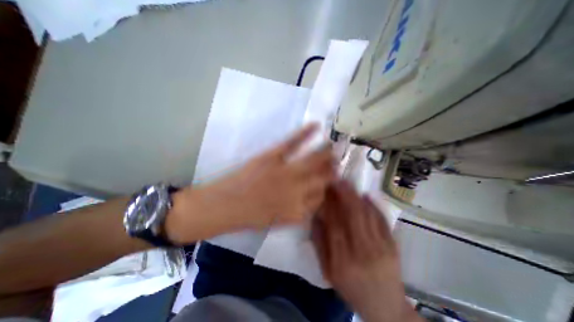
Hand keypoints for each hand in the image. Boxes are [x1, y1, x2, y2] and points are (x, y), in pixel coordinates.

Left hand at [166, 124, 334, 243]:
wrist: (221, 207)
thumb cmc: (247, 217)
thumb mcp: (276, 222)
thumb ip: (296, 212)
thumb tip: (310, 202)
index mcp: (297, 210)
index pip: (321, 198)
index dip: (326, 189)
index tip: (328, 183)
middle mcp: (297, 191)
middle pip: (323, 178)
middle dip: (333, 169)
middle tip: (339, 161)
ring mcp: (285, 172)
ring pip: (313, 160)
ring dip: (326, 151)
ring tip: (335, 145)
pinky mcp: (271, 157)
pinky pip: (292, 143)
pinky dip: (305, 133)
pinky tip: (316, 125)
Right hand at [312, 182, 419, 321]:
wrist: (385, 307)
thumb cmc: (351, 289)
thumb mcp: (327, 271)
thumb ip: (319, 243)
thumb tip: (316, 217)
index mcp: (342, 262)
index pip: (334, 225)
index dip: (329, 205)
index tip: (324, 191)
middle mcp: (362, 252)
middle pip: (353, 216)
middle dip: (344, 195)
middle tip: (337, 180)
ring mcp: (381, 249)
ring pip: (367, 215)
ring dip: (356, 196)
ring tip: (348, 184)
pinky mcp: (393, 246)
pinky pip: (382, 221)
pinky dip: (374, 206)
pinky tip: (366, 195)